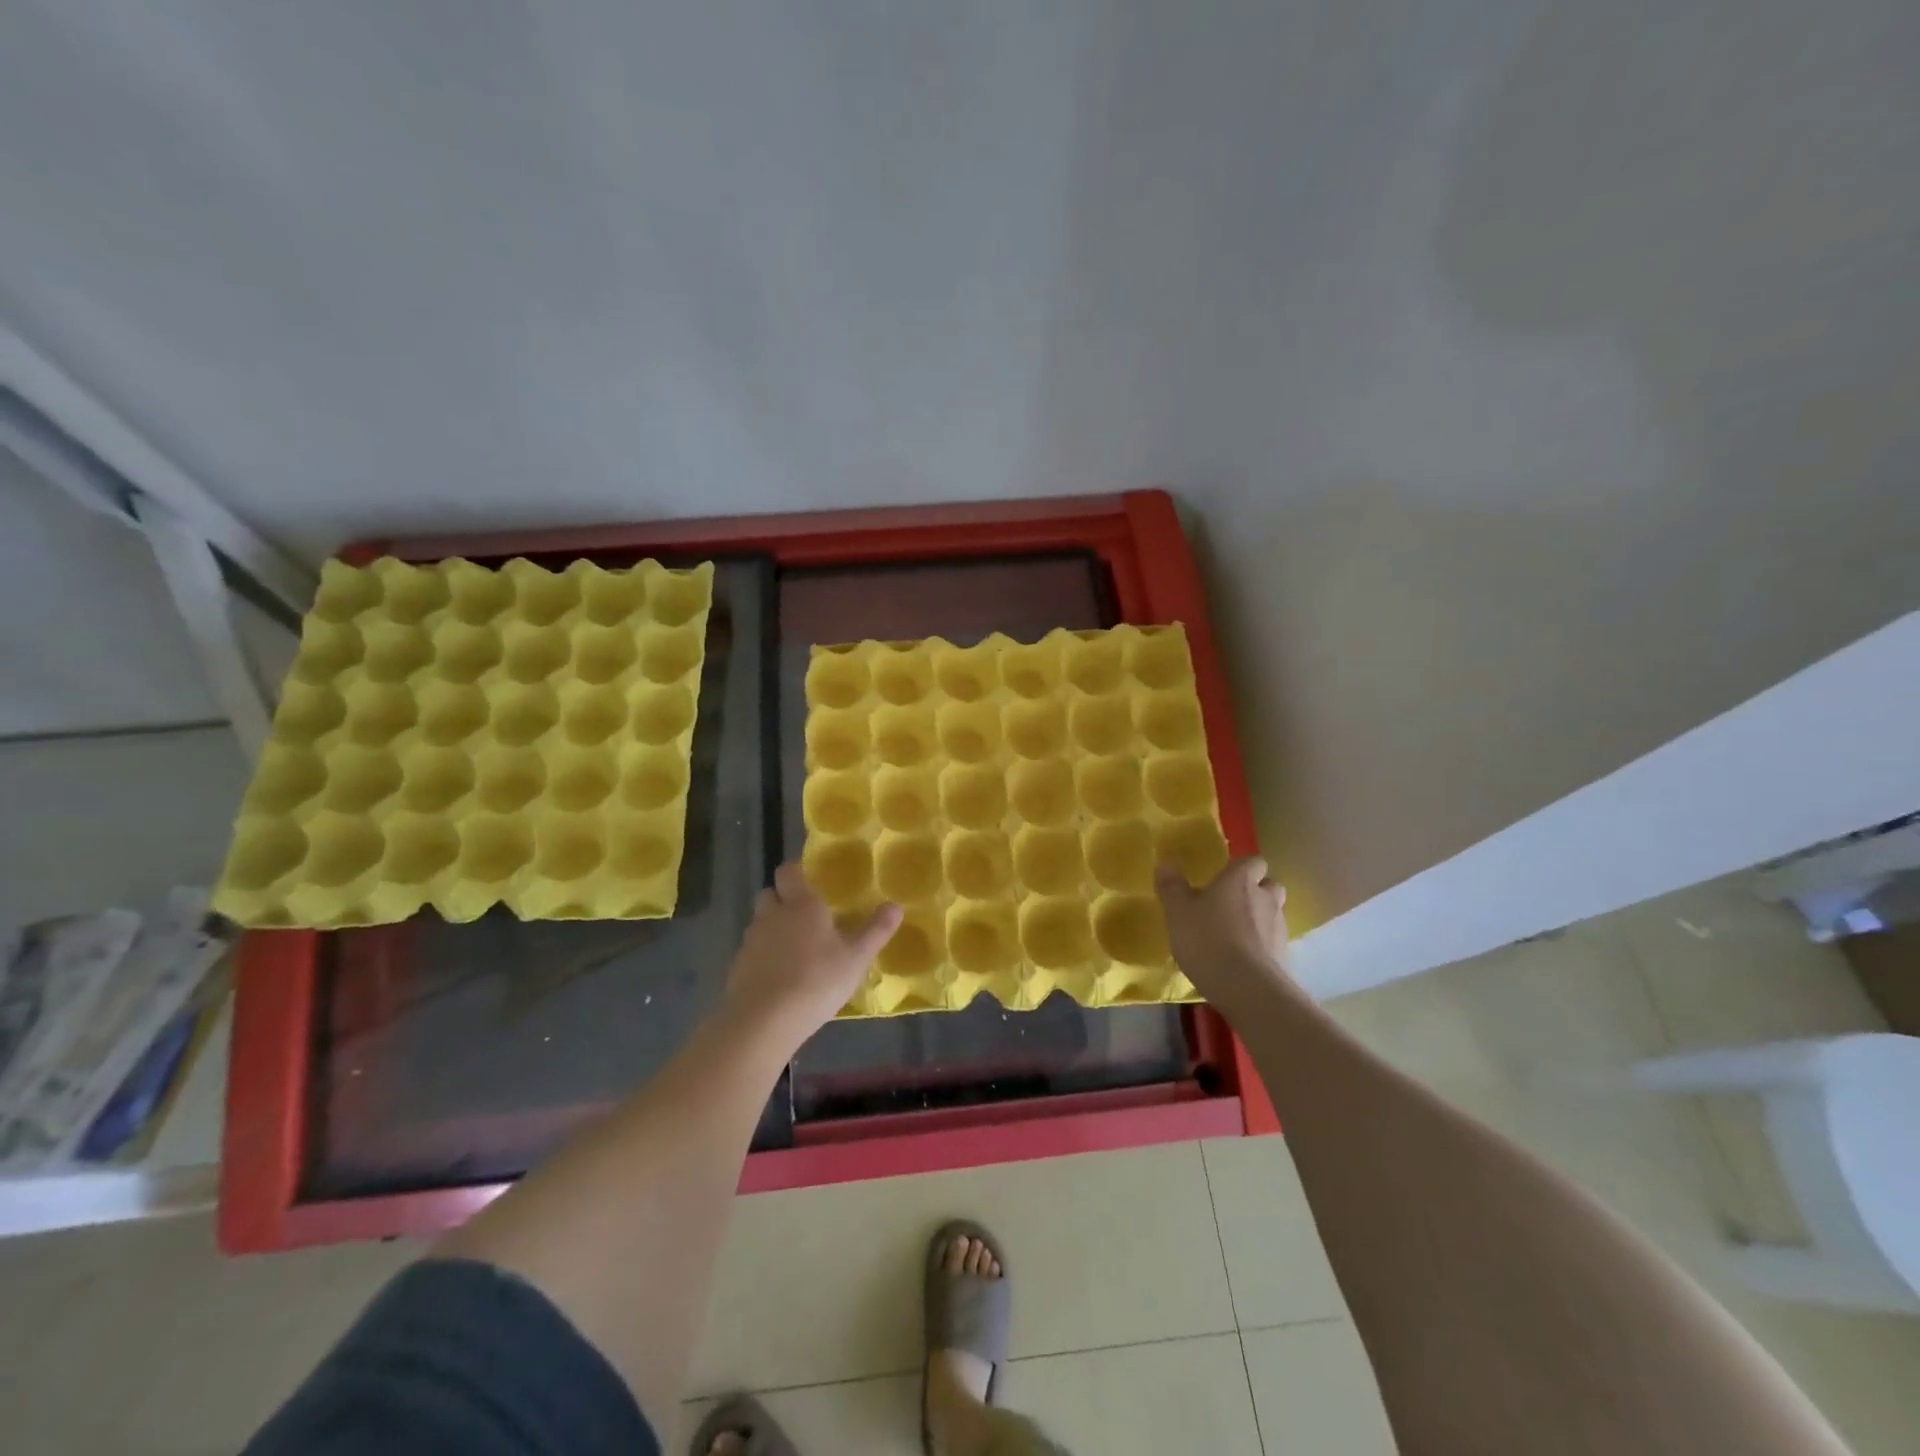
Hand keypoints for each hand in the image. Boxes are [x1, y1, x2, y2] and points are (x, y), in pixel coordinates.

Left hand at [723, 862, 902, 1044]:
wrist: (764, 1021)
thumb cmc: (816, 980)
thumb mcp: (857, 958)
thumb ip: (876, 930)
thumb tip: (896, 905)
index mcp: (801, 905)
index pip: (788, 872)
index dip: (796, 873)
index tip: (810, 881)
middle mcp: (772, 915)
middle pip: (770, 894)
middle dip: (783, 899)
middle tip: (805, 916)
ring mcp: (751, 942)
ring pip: (760, 923)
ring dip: (773, 929)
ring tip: (795, 950)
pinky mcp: (738, 968)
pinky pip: (752, 952)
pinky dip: (764, 957)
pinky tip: (780, 978)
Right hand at [1155, 856, 1295, 1015]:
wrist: (1248, 989)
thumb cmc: (1208, 940)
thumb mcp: (1178, 912)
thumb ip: (1172, 887)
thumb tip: (1165, 863)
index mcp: (1241, 880)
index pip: (1253, 861)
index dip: (1241, 868)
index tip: (1224, 878)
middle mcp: (1266, 898)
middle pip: (1269, 886)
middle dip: (1255, 891)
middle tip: (1230, 904)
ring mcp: (1279, 928)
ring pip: (1273, 914)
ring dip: (1258, 919)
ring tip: (1234, 934)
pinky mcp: (1284, 956)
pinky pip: (1272, 942)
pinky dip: (1261, 945)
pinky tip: (1241, 959)